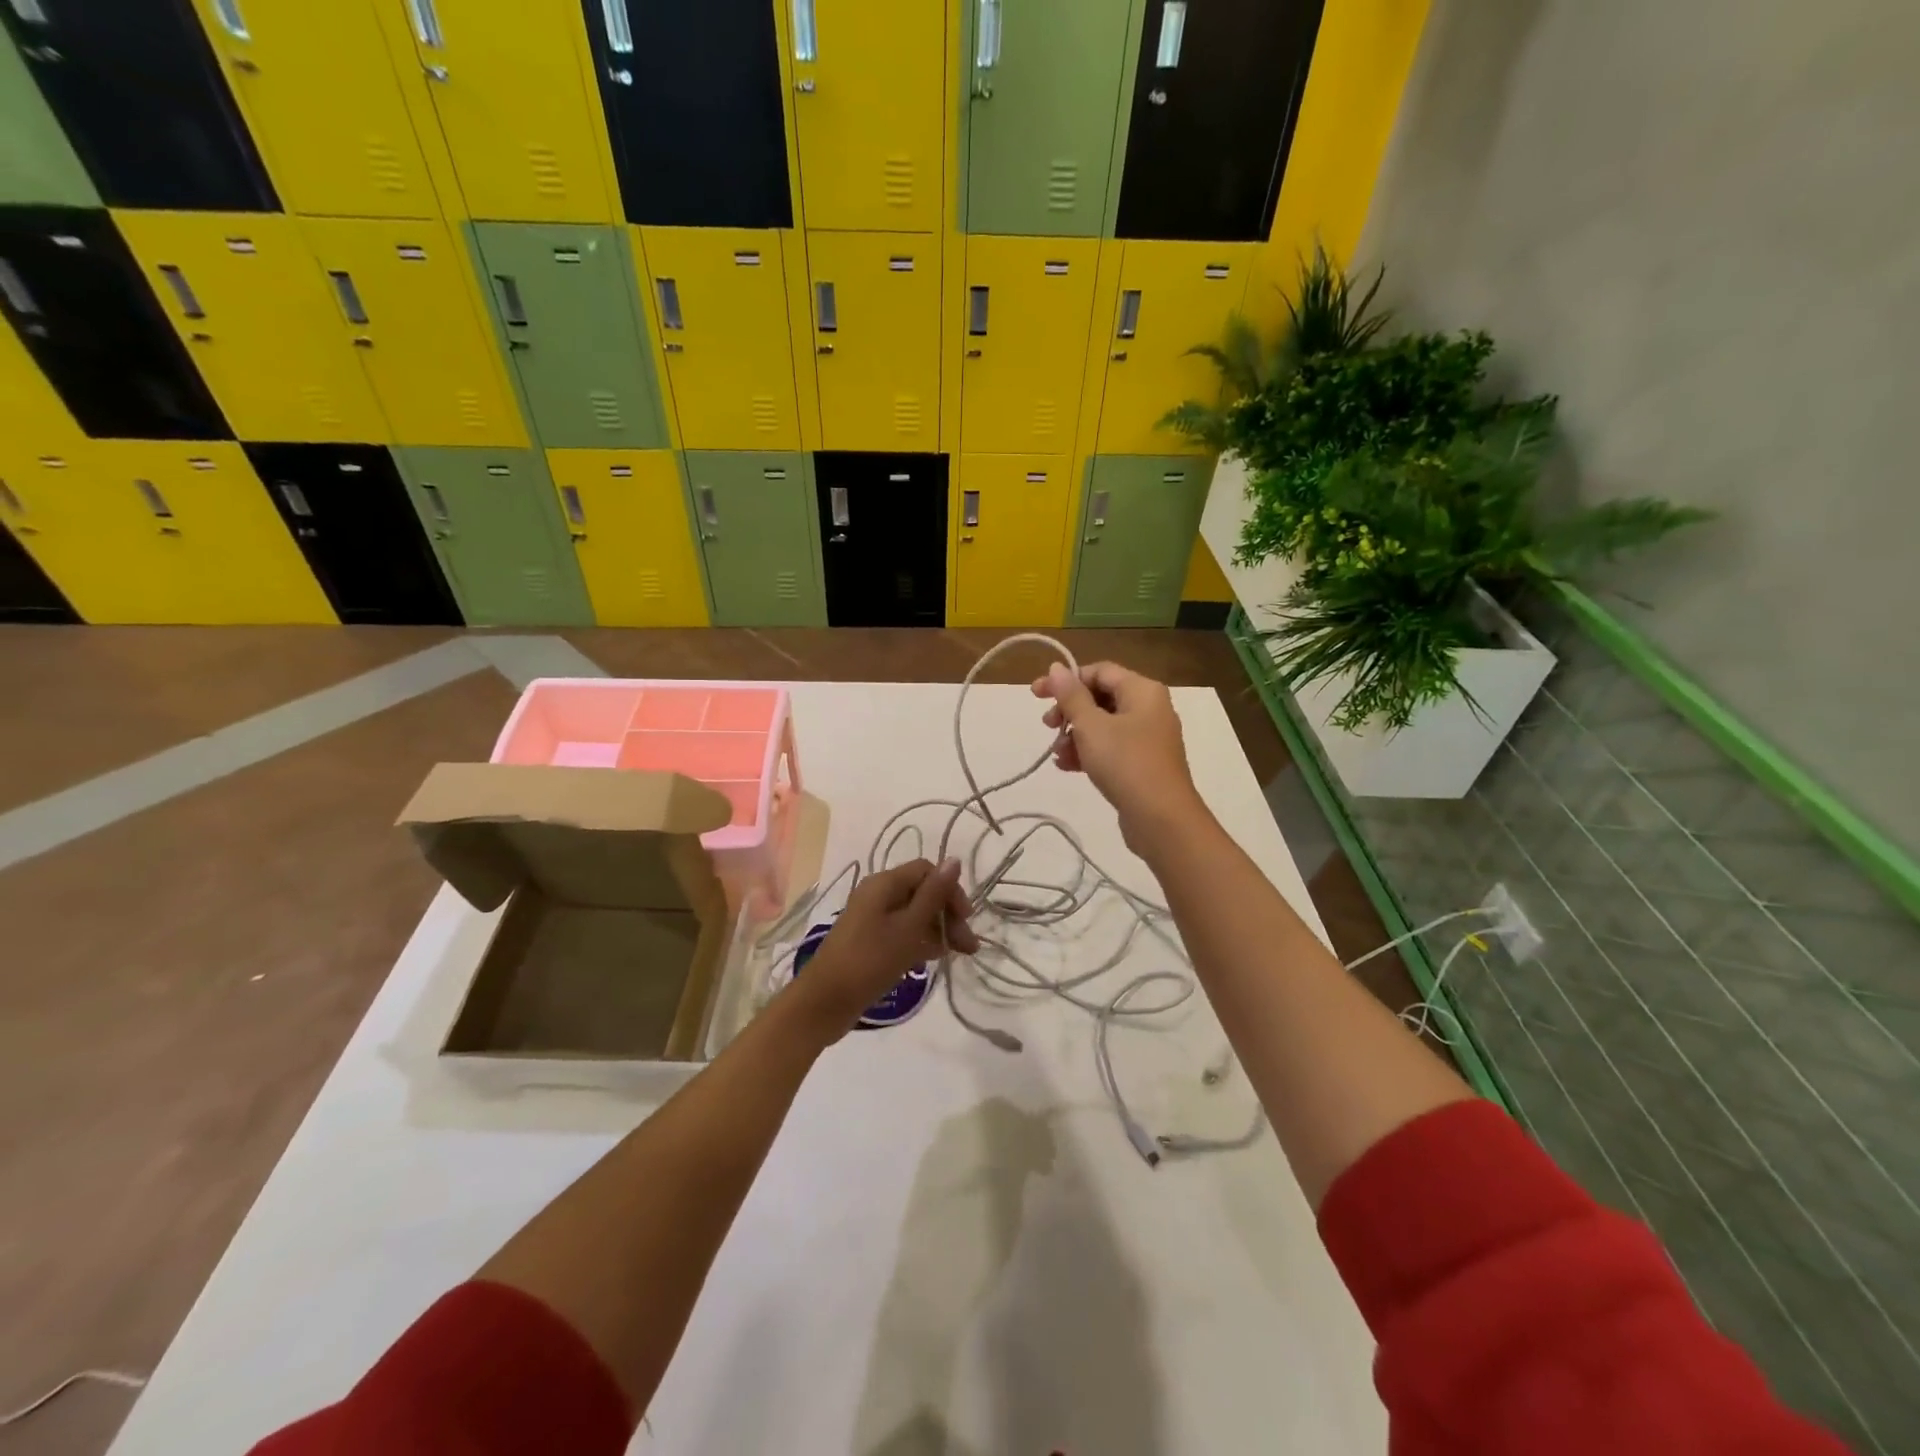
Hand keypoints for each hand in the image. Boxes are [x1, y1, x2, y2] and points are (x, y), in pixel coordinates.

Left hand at [790, 859, 978, 1036]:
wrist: (825, 1002)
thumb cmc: (870, 960)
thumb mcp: (909, 927)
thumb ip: (933, 894)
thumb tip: (954, 859)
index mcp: (884, 884)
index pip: (927, 871)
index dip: (950, 890)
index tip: (966, 919)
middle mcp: (877, 895)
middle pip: (922, 892)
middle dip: (948, 914)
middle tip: (968, 946)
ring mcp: (872, 919)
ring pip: (914, 914)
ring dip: (938, 929)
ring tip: (958, 955)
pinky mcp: (870, 941)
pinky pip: (902, 932)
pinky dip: (920, 941)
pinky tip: (934, 959)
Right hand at [1032, 661, 1203, 850]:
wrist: (1161, 819)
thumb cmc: (1125, 763)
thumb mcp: (1091, 726)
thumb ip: (1071, 696)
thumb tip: (1057, 668)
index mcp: (1143, 690)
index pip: (1099, 671)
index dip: (1066, 680)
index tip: (1036, 695)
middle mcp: (1150, 708)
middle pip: (1101, 697)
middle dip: (1070, 710)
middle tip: (1047, 726)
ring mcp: (1148, 737)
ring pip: (1104, 725)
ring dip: (1075, 735)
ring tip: (1057, 753)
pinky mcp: (1144, 764)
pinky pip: (1111, 748)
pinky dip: (1089, 752)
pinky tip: (1067, 767)